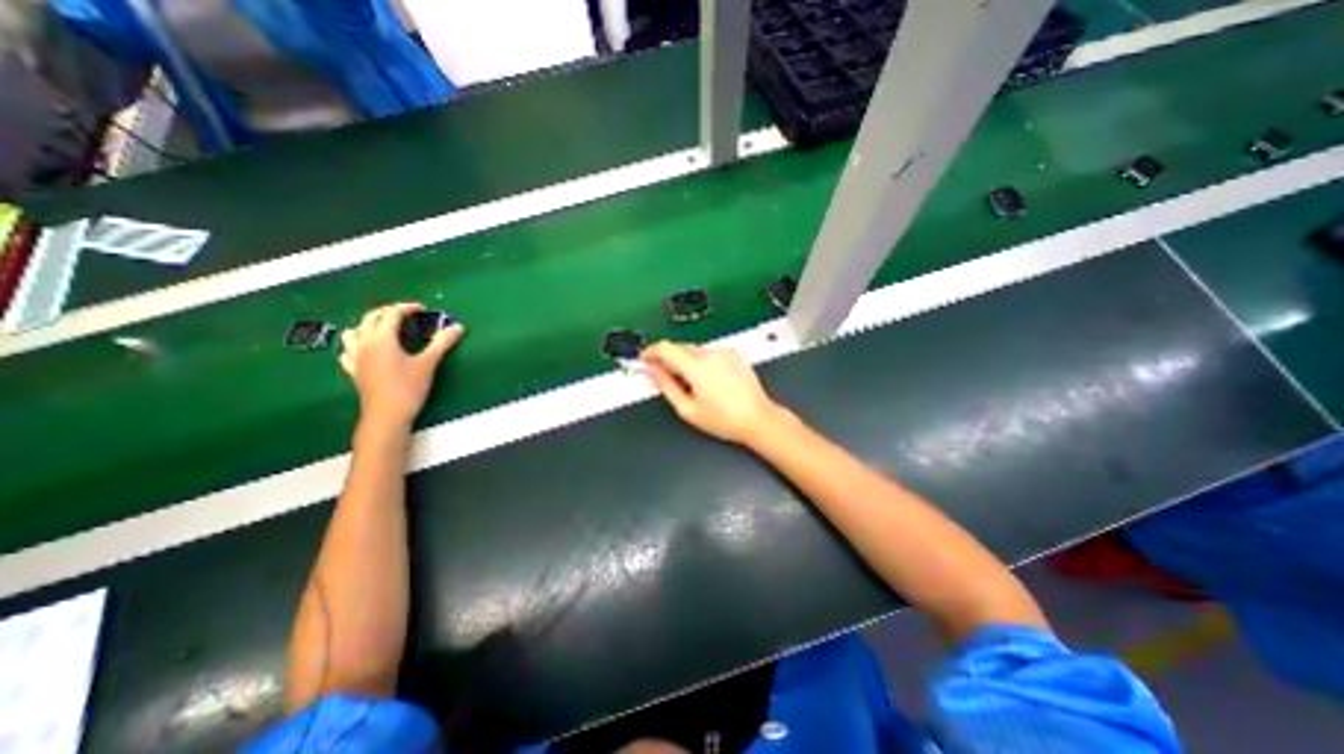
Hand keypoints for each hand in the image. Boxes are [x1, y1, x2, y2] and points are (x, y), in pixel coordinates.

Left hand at [338, 302, 464, 429]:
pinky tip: (366, 350)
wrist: (387, 415)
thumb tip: (458, 327)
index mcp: (382, 338)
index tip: (423, 309)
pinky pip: (348, 351)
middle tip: (406, 315)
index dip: (407, 308)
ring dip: (367, 325)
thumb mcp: (429, 363)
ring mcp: (355, 357)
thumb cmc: (408, 387)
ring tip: (384, 329)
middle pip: (370, 318)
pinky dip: (356, 345)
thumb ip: (442, 342)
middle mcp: (364, 343)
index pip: (392, 314)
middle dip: (387, 312)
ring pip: (353, 332)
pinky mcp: (354, 371)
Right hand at [640, 341, 789, 443]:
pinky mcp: (735, 356)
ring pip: (695, 350)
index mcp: (697, 367)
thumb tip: (652, 372)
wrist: (758, 419)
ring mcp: (725, 353)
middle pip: (680, 347)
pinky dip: (701, 362)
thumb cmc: (724, 420)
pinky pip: (710, 354)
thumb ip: (666, 386)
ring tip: (688, 384)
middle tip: (662, 376)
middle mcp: (711, 355)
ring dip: (685, 361)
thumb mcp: (688, 409)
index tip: (644, 359)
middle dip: (667, 359)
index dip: (651, 352)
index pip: (666, 348)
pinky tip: (706, 381)